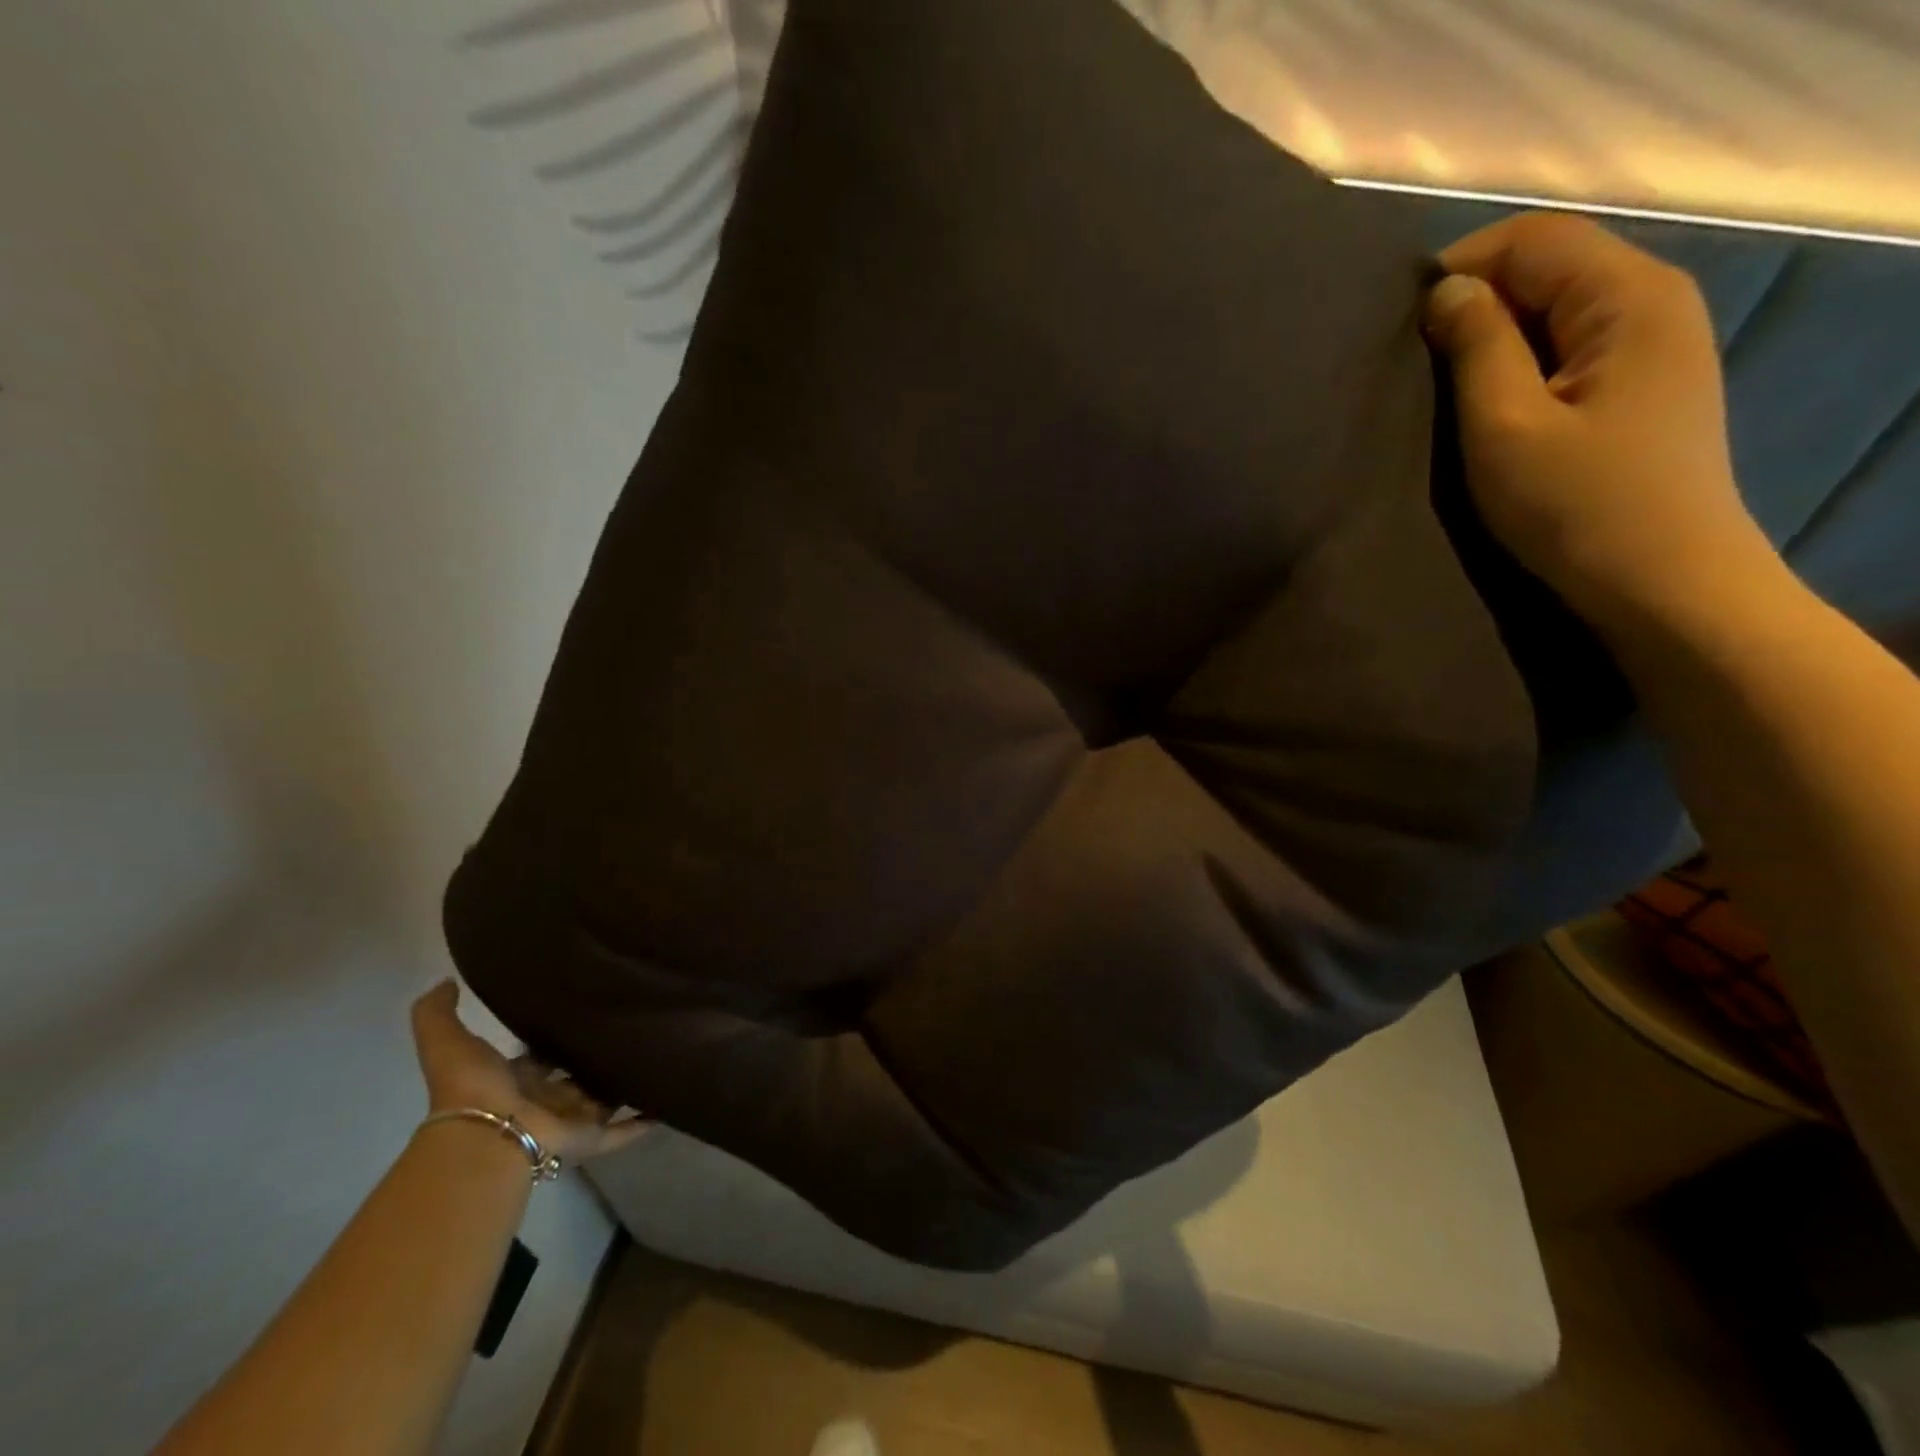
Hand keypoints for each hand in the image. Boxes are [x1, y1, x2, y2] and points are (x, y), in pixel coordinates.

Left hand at [410, 980, 649, 1162]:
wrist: (488, 1138)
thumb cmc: (473, 1088)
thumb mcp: (447, 1040)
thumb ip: (439, 1012)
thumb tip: (446, 979)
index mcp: (514, 1079)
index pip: (539, 1056)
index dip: (554, 1037)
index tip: (582, 1011)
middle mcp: (542, 1100)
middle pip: (574, 1077)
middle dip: (594, 1057)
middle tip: (629, 1024)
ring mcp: (568, 1120)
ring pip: (602, 1100)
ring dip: (623, 1084)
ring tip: (658, 1053)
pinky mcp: (589, 1138)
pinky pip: (622, 1130)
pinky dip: (644, 1119)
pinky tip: (666, 1101)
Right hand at [1423, 212, 1778, 633]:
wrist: (1661, 580)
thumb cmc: (1576, 504)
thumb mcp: (1505, 425)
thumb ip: (1476, 347)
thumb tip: (1447, 291)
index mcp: (1629, 296)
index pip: (1535, 239)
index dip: (1461, 264)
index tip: (1400, 321)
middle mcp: (1655, 300)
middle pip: (1553, 265)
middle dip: (1477, 298)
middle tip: (1413, 358)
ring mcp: (1657, 343)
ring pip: (1560, 307)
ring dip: (1497, 333)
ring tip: (1444, 381)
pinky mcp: (1645, 385)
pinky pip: (1573, 345)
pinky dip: (1524, 359)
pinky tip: (1492, 400)